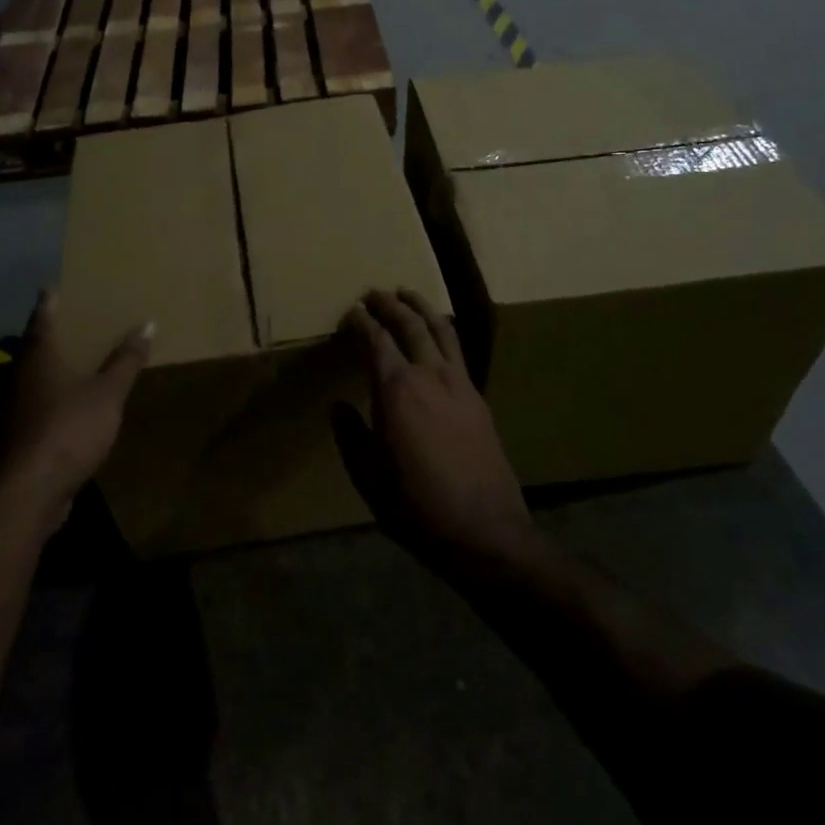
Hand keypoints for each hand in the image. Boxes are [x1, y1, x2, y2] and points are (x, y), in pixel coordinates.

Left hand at [0, 289, 153, 528]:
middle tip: (75, 320)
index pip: (42, 318)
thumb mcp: (108, 393)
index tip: (53, 287)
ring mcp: (15, 409)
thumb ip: (126, 360)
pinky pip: (39, 406)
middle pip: (35, 347)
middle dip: (53, 334)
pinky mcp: (19, 438)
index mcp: (39, 357)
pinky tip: (74, 404)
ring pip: (35, 378)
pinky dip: (55, 398)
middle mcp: (20, 377)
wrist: (30, 492)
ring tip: (79, 360)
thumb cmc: (69, 429)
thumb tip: (148, 323)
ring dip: (54, 368)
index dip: (50, 302)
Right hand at [333, 289, 539, 574]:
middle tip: (374, 293)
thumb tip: (339, 407)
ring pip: (440, 329)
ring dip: (421, 307)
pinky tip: (439, 333)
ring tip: (406, 293)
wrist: (485, 531)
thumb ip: (351, 436)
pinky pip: (458, 350)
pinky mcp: (478, 398)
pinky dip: (443, 330)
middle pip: (409, 325)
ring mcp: (460, 384)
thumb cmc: (416, 506)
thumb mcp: (368, 477)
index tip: (350, 312)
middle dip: (389, 304)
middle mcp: (430, 375)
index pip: (376, 341)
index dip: (361, 323)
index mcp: (397, 390)